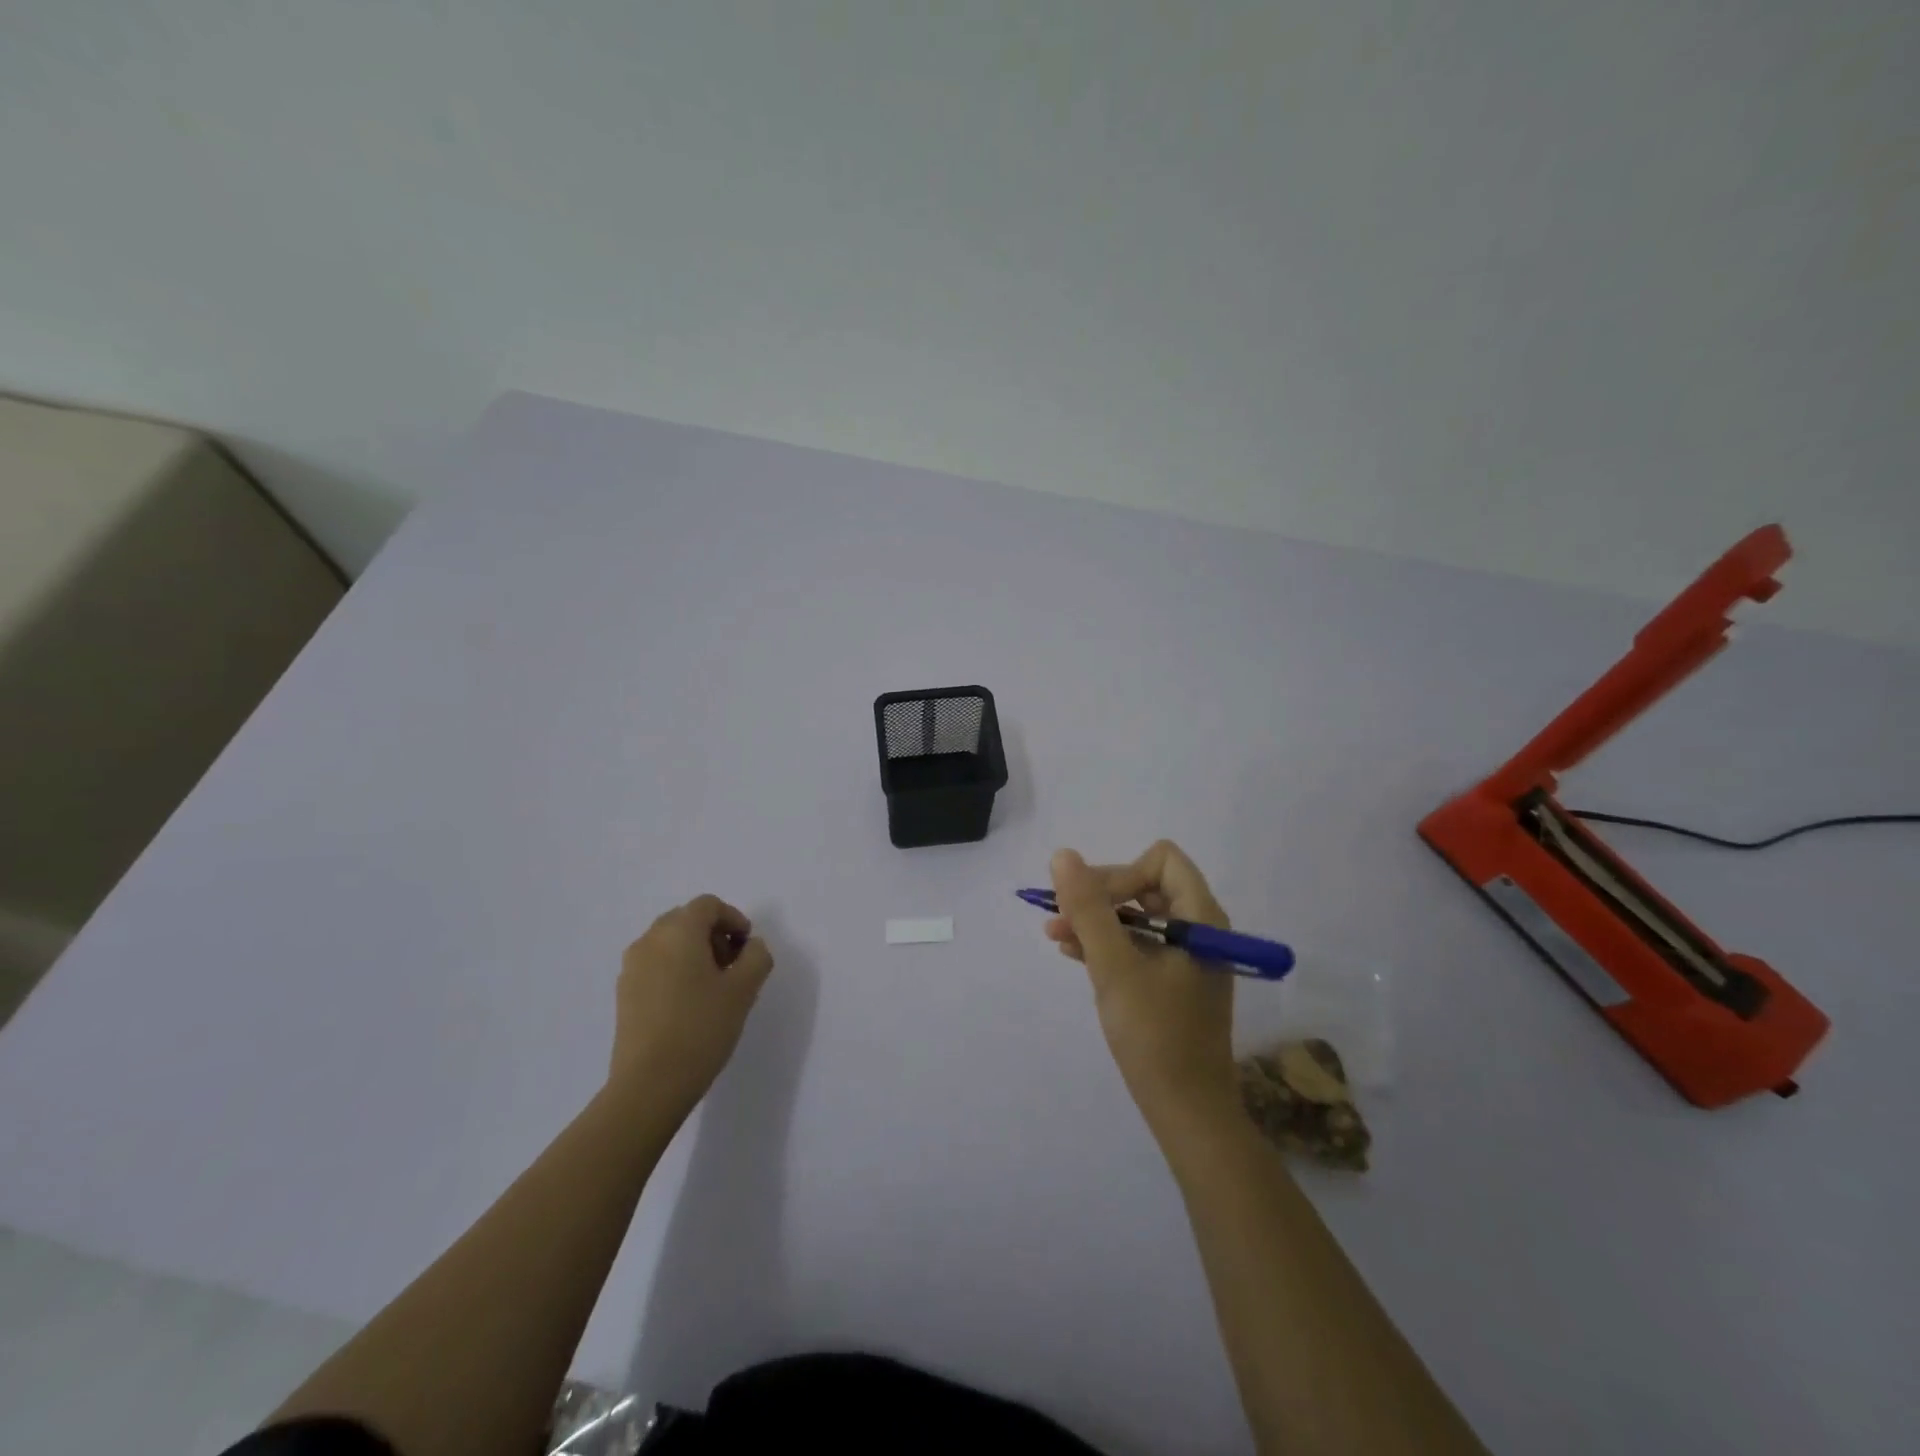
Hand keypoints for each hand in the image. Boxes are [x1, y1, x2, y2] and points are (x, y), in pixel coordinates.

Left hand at [608, 895, 773, 1119]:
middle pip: (686, 920)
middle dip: (713, 935)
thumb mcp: (743, 990)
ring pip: (668, 943)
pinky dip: (675, 971)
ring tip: (713, 988)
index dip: (734, 919)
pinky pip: (655, 966)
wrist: (649, 1085)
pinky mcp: (624, 994)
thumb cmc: (700, 1028)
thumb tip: (752, 947)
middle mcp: (649, 941)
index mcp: (678, 931)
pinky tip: (690, 1005)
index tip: (747, 948)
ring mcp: (631, 968)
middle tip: (733, 966)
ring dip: (694, 953)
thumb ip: (756, 957)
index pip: (708, 905)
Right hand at [1046, 842, 1237, 1130]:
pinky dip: (1107, 944)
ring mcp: (1187, 957)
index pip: (1161, 860)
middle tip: (1060, 916)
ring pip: (1137, 916)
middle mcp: (1200, 929)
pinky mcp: (1174, 981)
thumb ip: (1088, 908)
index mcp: (1201, 917)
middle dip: (1100, 895)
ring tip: (1054, 934)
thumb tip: (1063, 856)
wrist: (1187, 1112)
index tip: (1091, 905)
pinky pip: (1138, 945)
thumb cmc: (1155, 1034)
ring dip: (1096, 920)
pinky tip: (1072, 953)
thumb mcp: (1114, 966)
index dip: (1121, 873)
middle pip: (1145, 884)